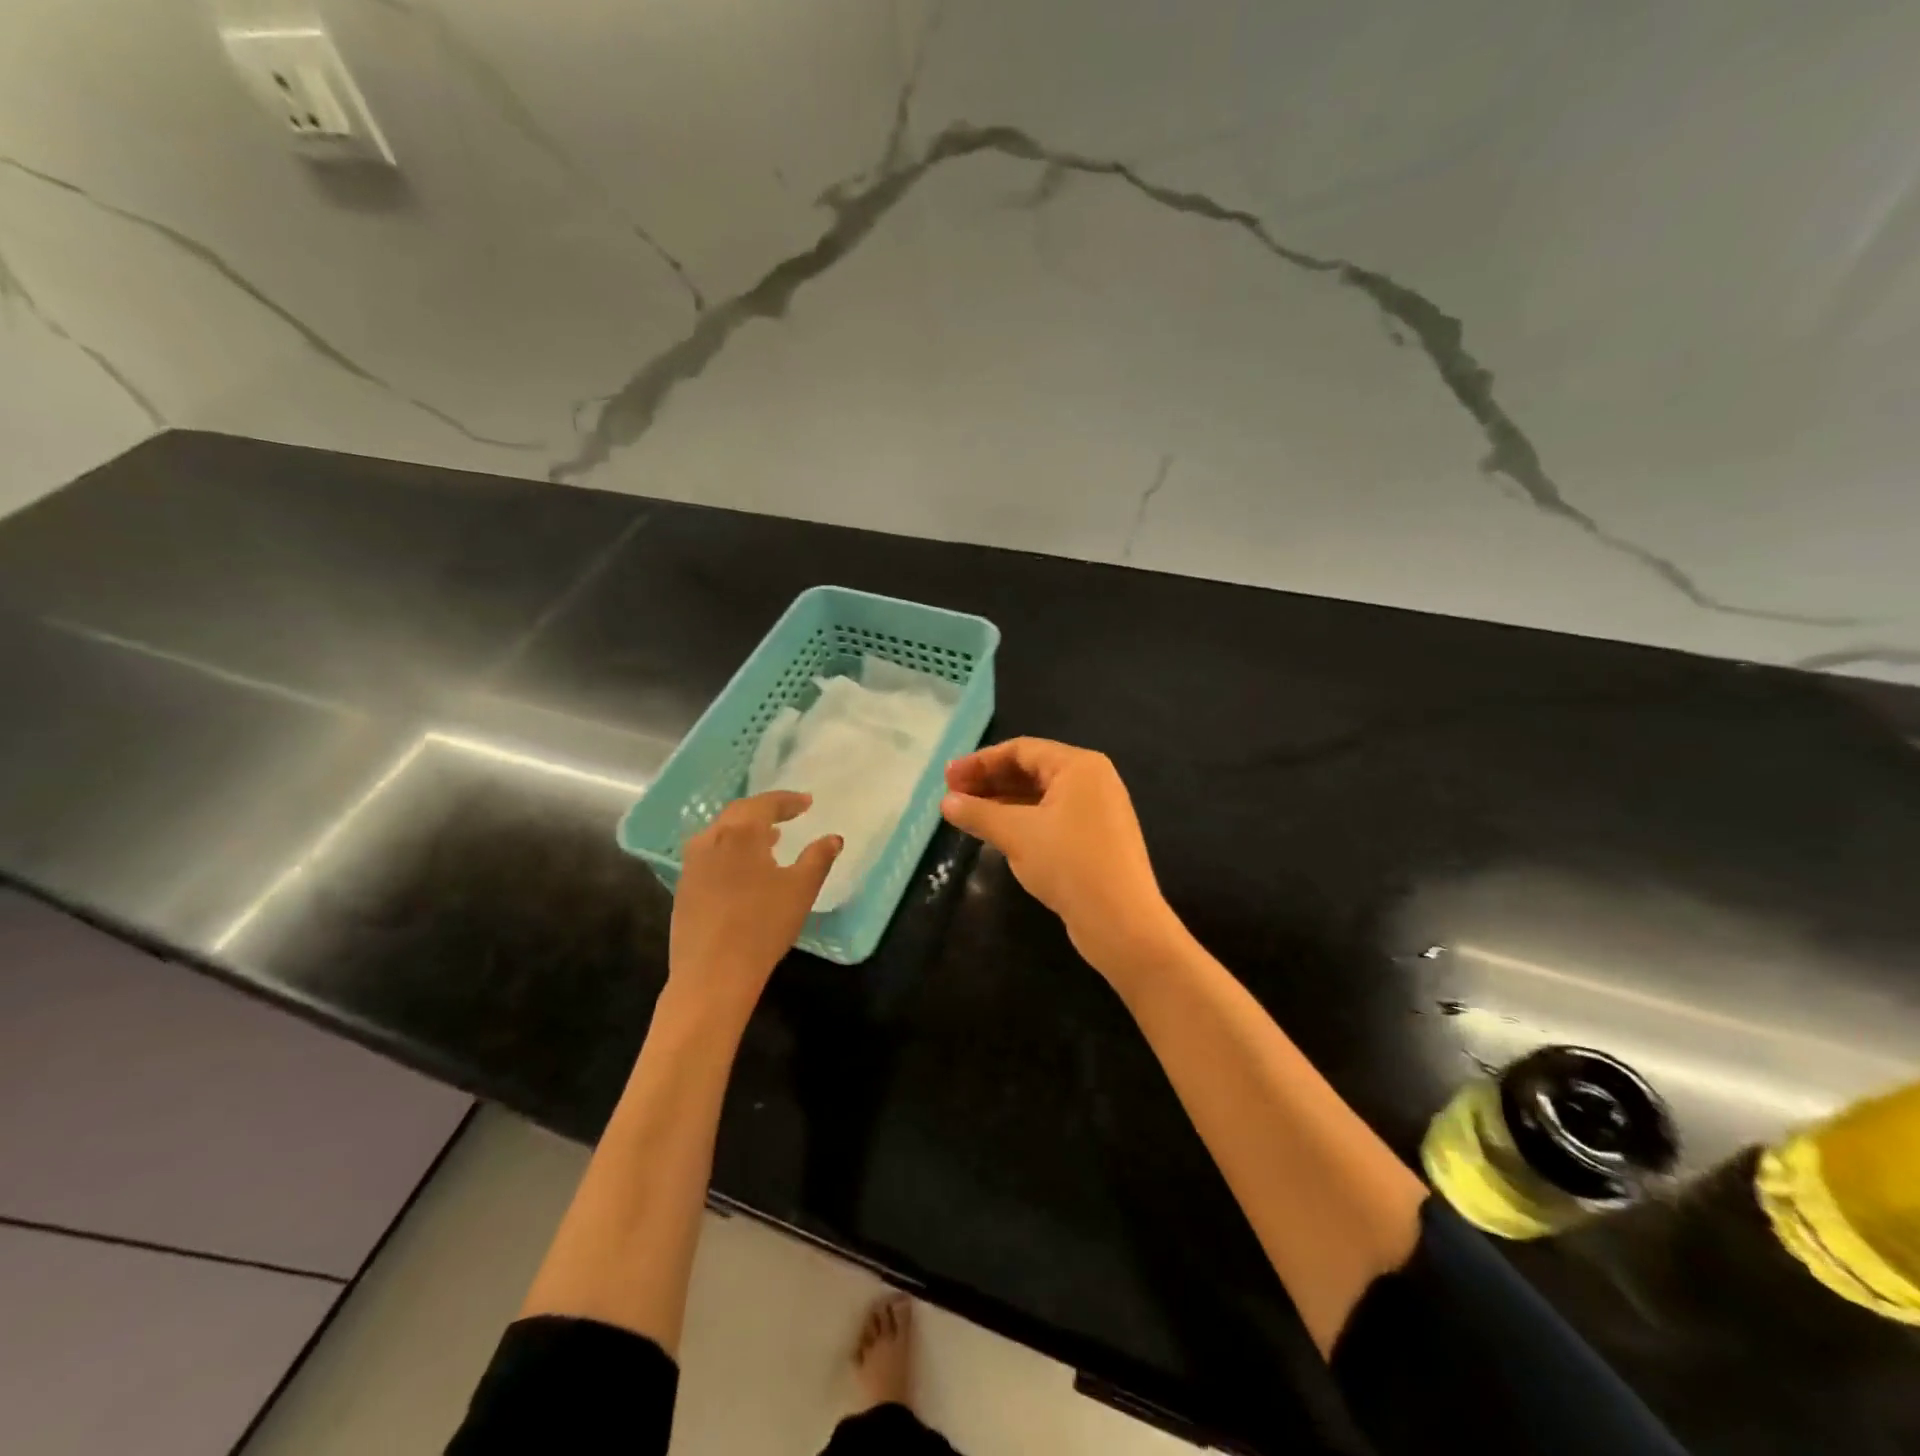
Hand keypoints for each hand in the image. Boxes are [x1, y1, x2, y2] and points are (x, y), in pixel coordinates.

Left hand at [669, 792, 840, 1011]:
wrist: (712, 975)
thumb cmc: (762, 926)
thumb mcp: (801, 890)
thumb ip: (818, 858)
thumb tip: (833, 838)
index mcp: (740, 833)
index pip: (764, 804)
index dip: (787, 801)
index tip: (807, 803)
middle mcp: (711, 840)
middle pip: (739, 814)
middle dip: (765, 811)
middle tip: (788, 815)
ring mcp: (692, 865)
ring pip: (720, 834)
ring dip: (745, 831)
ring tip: (769, 840)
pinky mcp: (684, 888)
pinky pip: (709, 855)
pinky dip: (730, 851)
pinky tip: (743, 871)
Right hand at [941, 738, 1182, 975]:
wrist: (1122, 922)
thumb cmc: (1069, 864)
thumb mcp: (1016, 834)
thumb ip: (978, 813)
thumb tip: (946, 802)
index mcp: (1079, 766)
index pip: (1021, 749)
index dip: (980, 761)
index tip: (948, 777)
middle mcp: (1092, 781)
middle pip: (1031, 770)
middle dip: (990, 780)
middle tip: (952, 794)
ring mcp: (1097, 811)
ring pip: (1040, 796)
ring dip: (1002, 802)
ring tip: (966, 813)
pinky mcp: (1096, 839)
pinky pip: (1051, 818)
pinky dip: (1022, 820)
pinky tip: (996, 833)